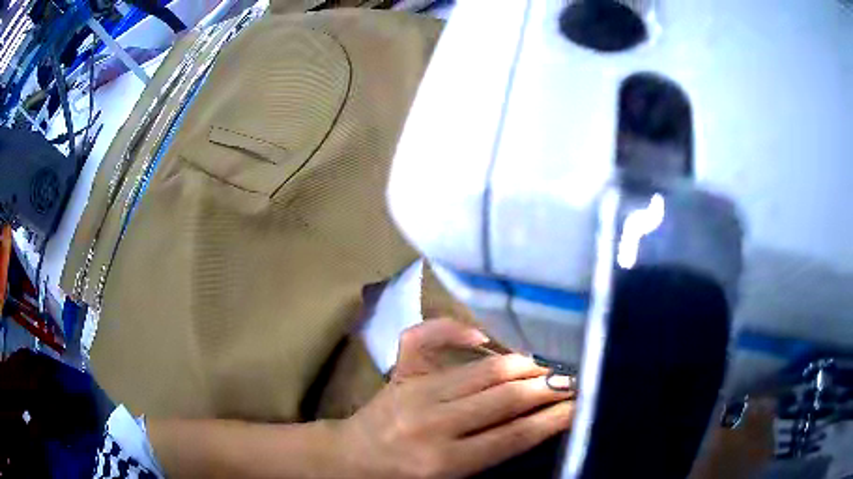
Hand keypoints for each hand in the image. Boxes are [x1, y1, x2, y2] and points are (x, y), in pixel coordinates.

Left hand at [334, 319, 574, 478]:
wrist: (352, 458)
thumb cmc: (402, 477)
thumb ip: (491, 452)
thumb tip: (537, 421)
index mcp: (444, 461)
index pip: (513, 435)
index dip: (554, 417)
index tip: (581, 402)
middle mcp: (431, 423)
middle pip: (504, 398)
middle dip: (548, 386)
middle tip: (575, 377)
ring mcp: (413, 391)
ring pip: (482, 370)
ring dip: (522, 363)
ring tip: (550, 361)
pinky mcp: (399, 372)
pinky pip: (425, 337)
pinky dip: (454, 328)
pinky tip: (482, 336)